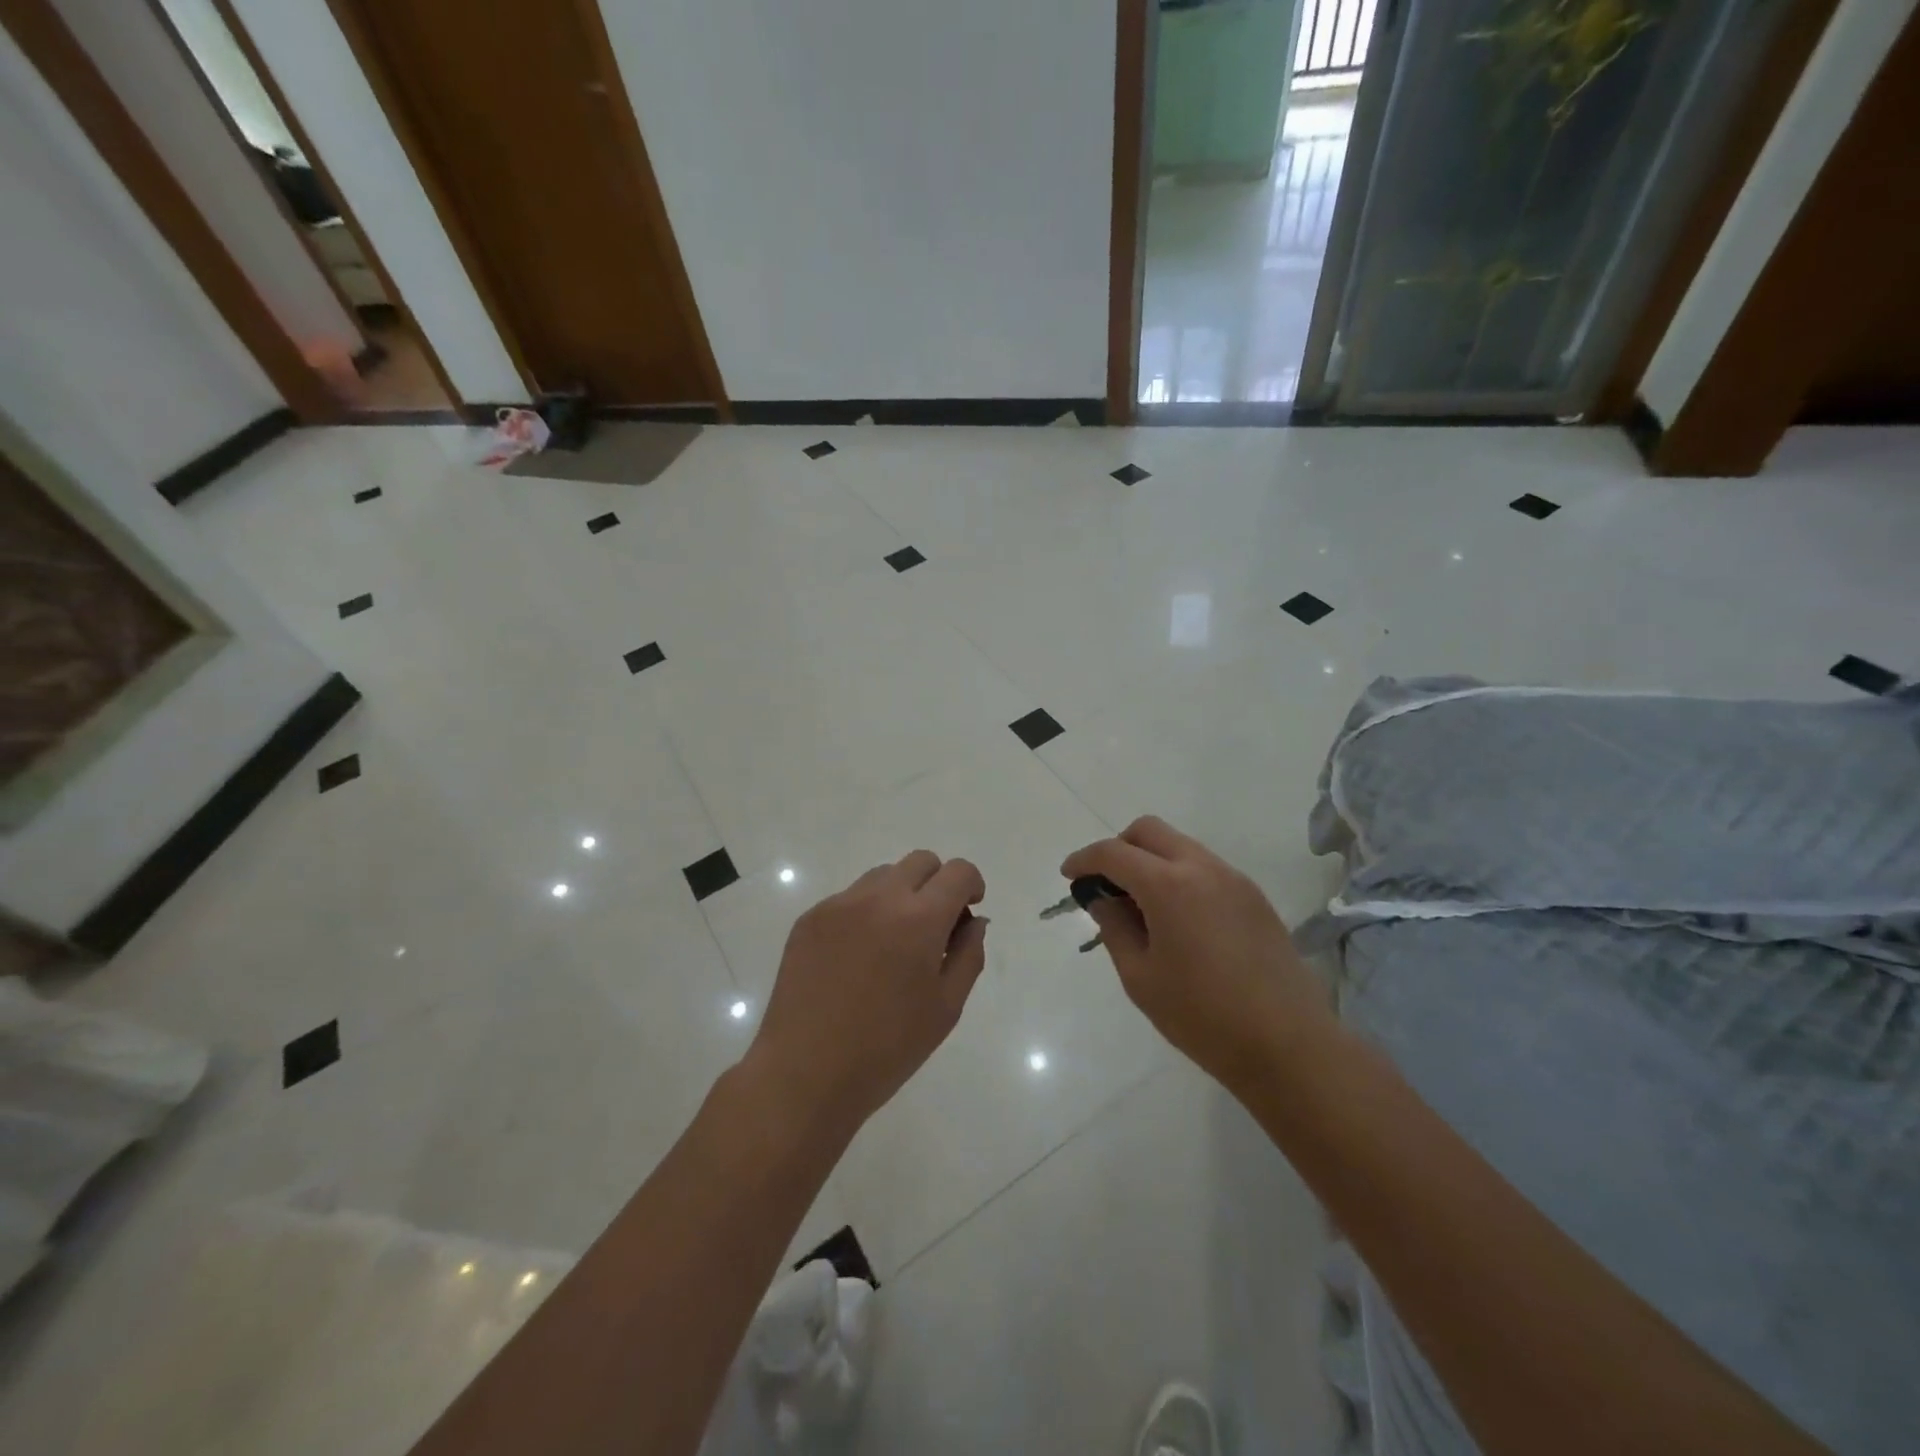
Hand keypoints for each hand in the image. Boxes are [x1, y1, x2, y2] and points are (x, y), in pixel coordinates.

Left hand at [746, 850, 988, 1134]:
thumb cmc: (886, 1049)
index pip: (957, 872)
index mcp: (919, 919)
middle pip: (921, 862)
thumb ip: (968, 954)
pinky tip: (857, 959)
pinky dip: (865, 914)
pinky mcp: (809, 919)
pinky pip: (849, 899)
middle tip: (934, 928)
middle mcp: (878, 898)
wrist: (804, 1074)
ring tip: (892, 945)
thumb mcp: (946, 1008)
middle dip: (937, 884)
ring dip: (900, 895)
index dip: (971, 885)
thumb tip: (974, 921)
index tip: (967, 912)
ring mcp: (838, 905)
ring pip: (883, 876)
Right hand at [1061, 816, 1334, 1090]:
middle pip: (1149, 831)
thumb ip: (1114, 929)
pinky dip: (1179, 876)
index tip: (1068, 875)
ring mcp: (1234, 879)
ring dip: (1151, 861)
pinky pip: (1205, 868)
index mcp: (1169, 885)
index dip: (1084, 860)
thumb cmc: (1202, 1016)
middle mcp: (1202, 868)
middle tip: (1105, 884)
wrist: (1288, 1045)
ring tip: (1140, 907)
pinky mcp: (1255, 898)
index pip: (1114, 853)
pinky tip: (1177, 919)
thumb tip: (1102, 900)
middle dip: (1119, 847)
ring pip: (1180, 846)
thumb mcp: (1140, 977)